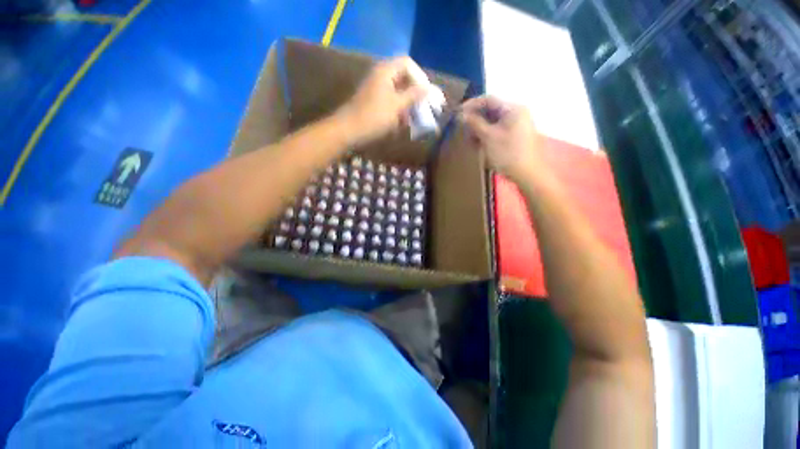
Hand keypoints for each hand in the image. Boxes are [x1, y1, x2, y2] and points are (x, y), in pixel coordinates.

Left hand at [337, 56, 429, 144]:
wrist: (348, 131)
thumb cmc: (374, 117)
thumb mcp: (396, 106)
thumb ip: (414, 95)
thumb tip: (429, 88)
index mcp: (386, 71)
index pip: (408, 64)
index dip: (420, 77)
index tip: (427, 93)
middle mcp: (381, 77)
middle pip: (404, 78)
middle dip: (416, 93)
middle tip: (426, 107)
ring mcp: (376, 90)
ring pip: (398, 93)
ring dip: (409, 105)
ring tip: (417, 118)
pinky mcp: (374, 103)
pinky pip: (391, 103)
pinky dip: (399, 111)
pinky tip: (404, 123)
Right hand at [459, 96, 543, 182]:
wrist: (527, 174)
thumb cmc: (507, 153)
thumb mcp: (488, 137)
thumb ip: (474, 123)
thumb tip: (461, 115)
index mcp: (512, 109)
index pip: (488, 100)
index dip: (471, 105)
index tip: (457, 113)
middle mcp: (516, 113)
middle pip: (490, 111)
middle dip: (474, 120)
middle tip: (462, 129)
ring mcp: (516, 125)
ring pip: (492, 122)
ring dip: (479, 129)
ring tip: (469, 141)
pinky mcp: (514, 136)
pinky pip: (497, 131)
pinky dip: (486, 136)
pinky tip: (478, 145)